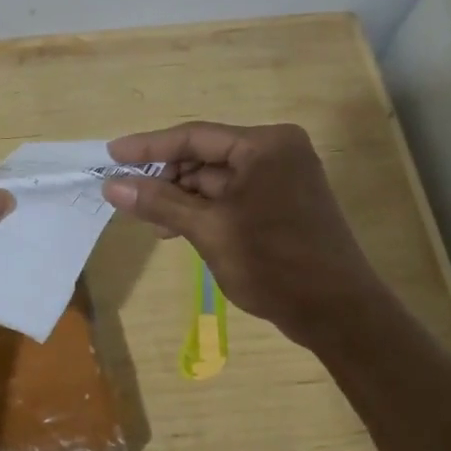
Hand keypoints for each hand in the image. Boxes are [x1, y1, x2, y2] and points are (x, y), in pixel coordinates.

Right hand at [102, 122, 376, 348]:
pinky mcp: (285, 202)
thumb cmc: (274, 263)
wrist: (339, 313)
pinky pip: (234, 195)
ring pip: (218, 178)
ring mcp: (284, 177)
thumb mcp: (209, 230)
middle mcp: (277, 151)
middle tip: (130, 197)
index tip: (112, 154)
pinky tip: (179, 228)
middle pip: (206, 155)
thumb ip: (159, 202)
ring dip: (183, 197)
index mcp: (265, 145)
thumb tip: (111, 184)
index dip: (149, 147)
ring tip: (153, 223)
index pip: (194, 136)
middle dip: (167, 178)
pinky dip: (206, 209)